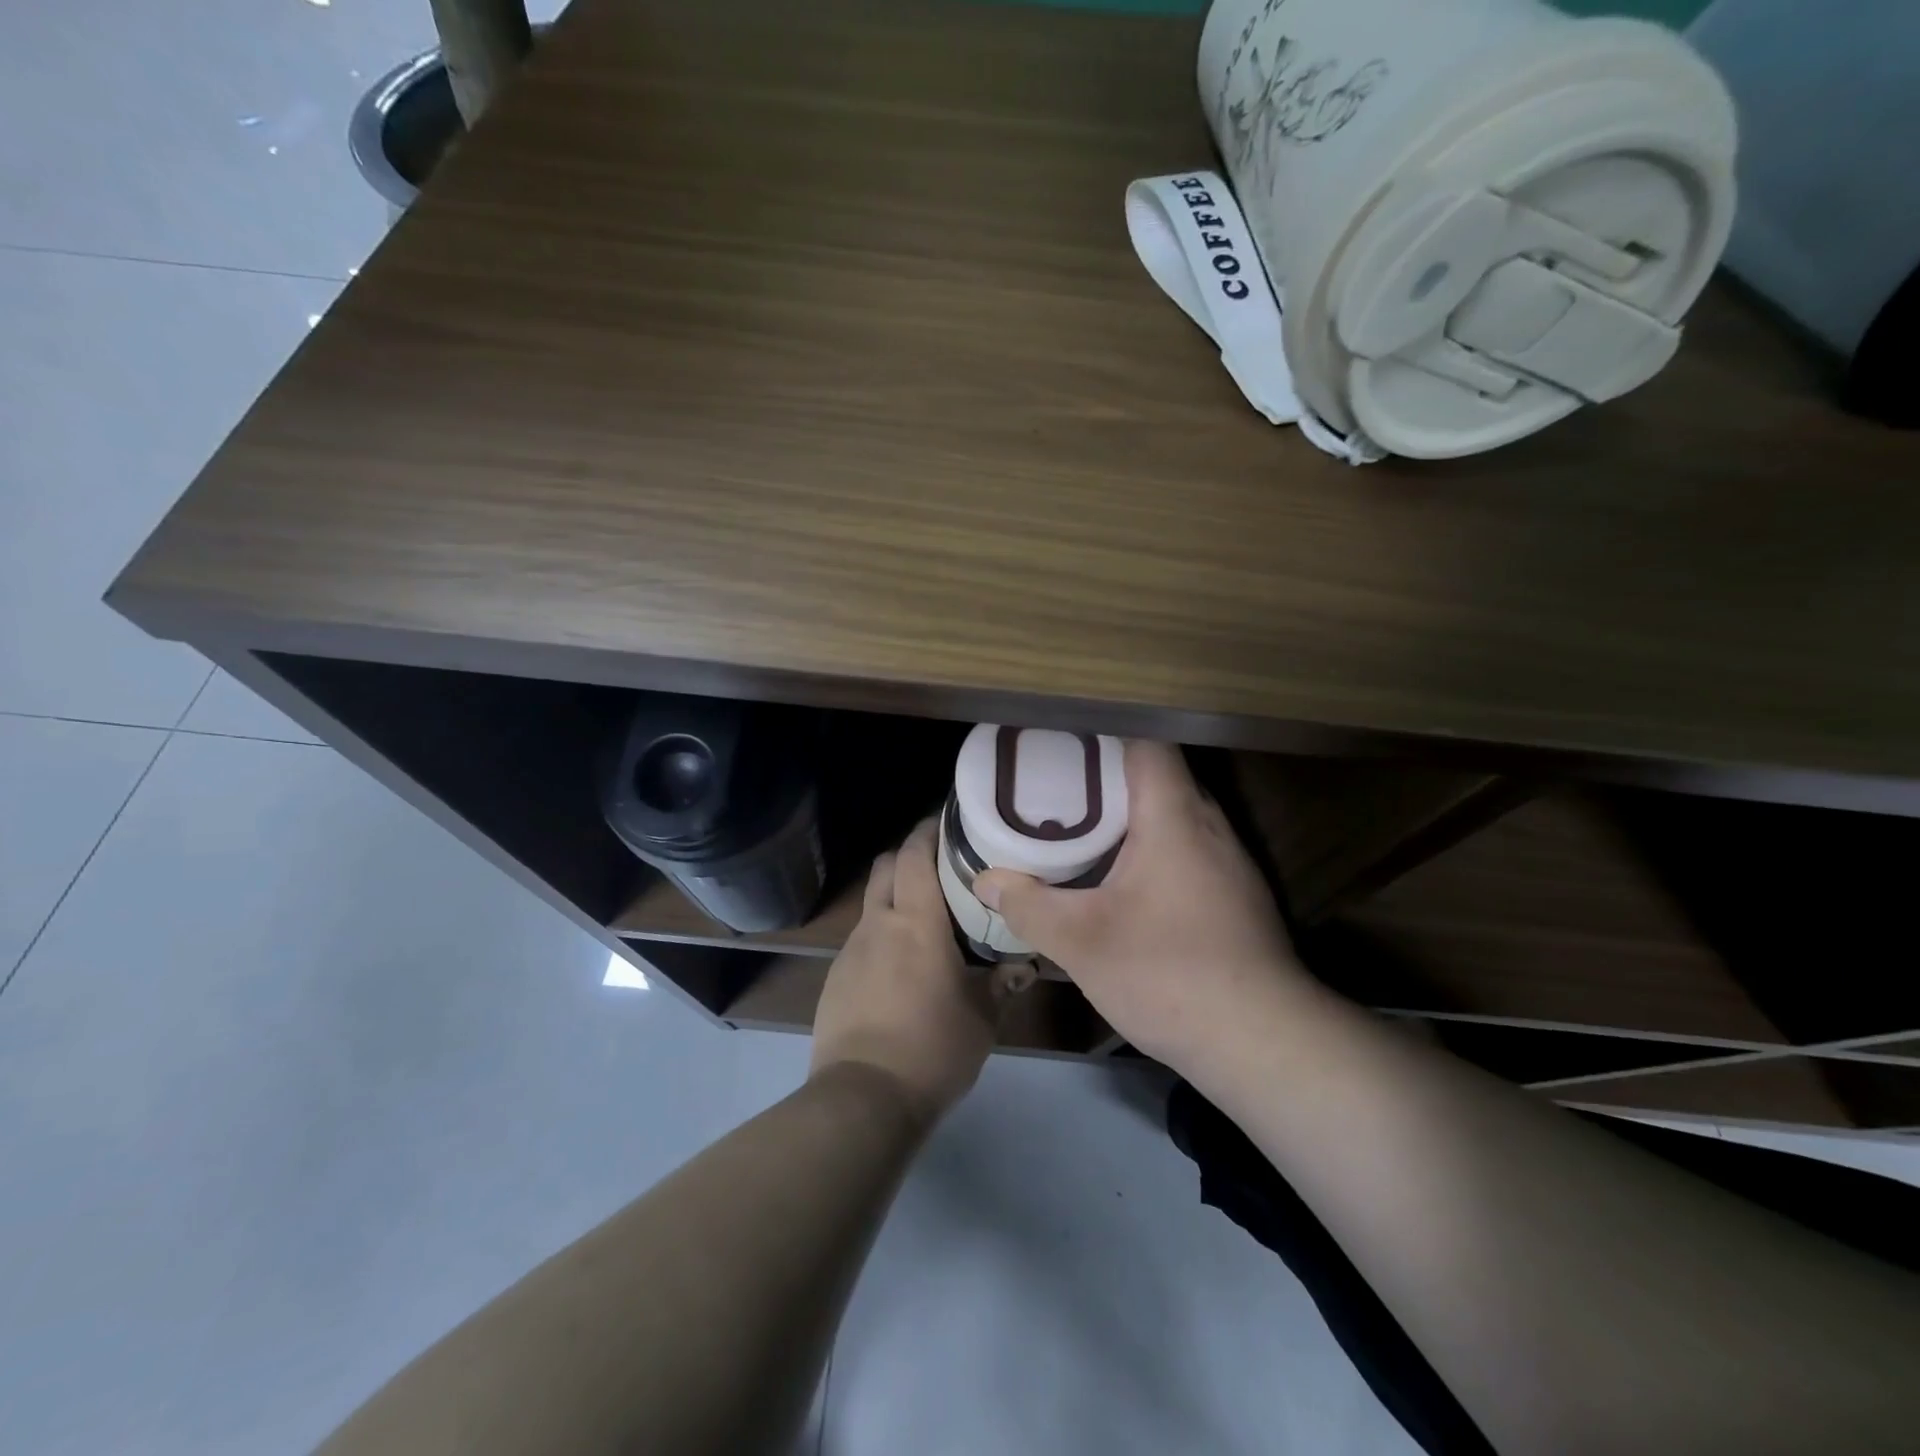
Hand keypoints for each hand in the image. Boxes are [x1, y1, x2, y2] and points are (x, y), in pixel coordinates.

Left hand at [810, 817, 1003, 1122]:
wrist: (863, 1098)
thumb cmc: (933, 1047)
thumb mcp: (981, 1017)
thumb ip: (1002, 984)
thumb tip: (1026, 966)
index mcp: (915, 921)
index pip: (915, 853)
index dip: (928, 830)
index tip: (949, 822)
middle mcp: (878, 923)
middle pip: (886, 866)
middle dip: (909, 856)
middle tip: (942, 867)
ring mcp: (851, 950)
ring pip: (872, 903)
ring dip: (895, 898)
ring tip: (925, 920)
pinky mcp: (835, 978)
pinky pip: (862, 940)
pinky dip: (882, 936)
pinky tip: (901, 967)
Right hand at [973, 740, 1304, 1069]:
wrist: (1262, 1042)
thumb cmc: (1168, 974)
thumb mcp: (1081, 942)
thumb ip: (1028, 906)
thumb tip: (986, 881)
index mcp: (1174, 816)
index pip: (1146, 742)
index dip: (1102, 733)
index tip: (1060, 742)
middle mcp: (1209, 825)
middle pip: (1158, 774)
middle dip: (1106, 774)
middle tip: (1055, 785)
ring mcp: (1231, 860)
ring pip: (1175, 813)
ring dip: (1131, 813)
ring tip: (1080, 825)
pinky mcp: (1236, 894)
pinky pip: (1188, 845)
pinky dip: (1152, 845)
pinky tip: (1123, 878)